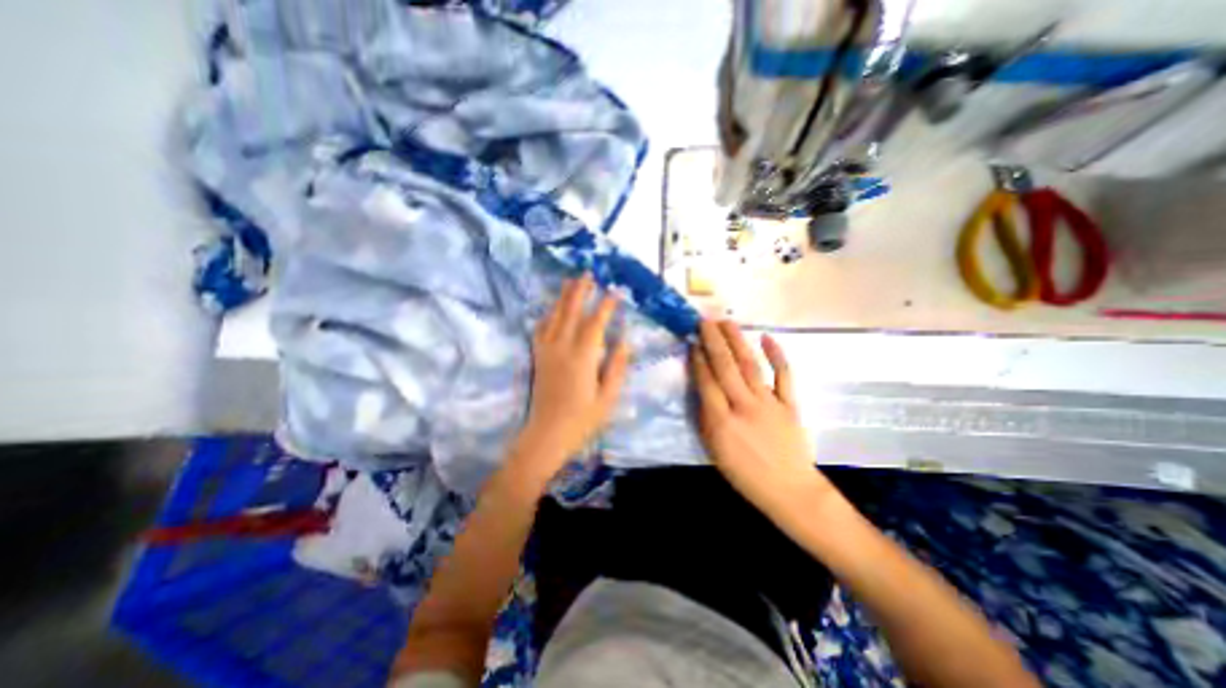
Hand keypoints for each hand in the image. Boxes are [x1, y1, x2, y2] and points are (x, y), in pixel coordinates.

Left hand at [514, 273, 631, 478]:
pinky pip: (540, 329)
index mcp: (583, 357)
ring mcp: (547, 351)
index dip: (606, 305)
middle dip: (580, 290)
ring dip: (563, 297)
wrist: (548, 434)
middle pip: (571, 311)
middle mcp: (562, 348)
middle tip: (588, 273)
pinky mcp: (538, 357)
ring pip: (554, 316)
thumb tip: (624, 339)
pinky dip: (547, 315)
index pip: (596, 323)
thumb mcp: (608, 397)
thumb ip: (617, 366)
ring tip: (570, 281)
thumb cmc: (583, 419)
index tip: (615, 291)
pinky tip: (551, 309)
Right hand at [692, 323, 838, 515]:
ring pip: (750, 366)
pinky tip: (766, 337)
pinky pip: (784, 376)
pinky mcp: (789, 404)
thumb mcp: (714, 451)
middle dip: (714, 342)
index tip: (693, 341)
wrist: (789, 490)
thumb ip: (706, 418)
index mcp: (722, 422)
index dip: (699, 359)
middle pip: (726, 368)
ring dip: (737, 342)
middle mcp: (744, 407)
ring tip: (726, 322)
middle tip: (705, 321)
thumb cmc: (745, 474)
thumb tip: (702, 389)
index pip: (707, 382)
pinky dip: (776, 355)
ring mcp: (769, 403)